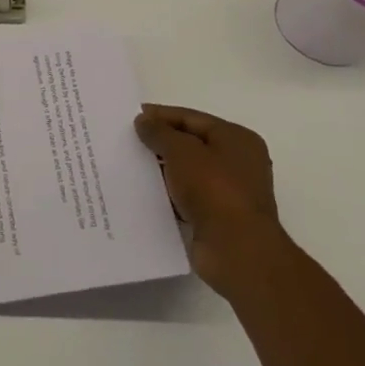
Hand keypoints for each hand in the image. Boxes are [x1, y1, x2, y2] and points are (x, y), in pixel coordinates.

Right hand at [134, 104, 280, 293]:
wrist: (236, 250)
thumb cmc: (214, 190)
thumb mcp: (182, 151)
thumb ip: (160, 132)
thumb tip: (143, 120)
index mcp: (237, 139)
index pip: (192, 118)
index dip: (161, 115)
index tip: (131, 117)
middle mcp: (238, 162)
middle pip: (191, 144)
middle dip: (160, 143)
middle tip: (126, 141)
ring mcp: (229, 192)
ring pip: (187, 172)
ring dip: (162, 170)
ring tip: (129, 166)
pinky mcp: (217, 218)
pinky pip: (186, 198)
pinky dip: (168, 194)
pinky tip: (143, 194)